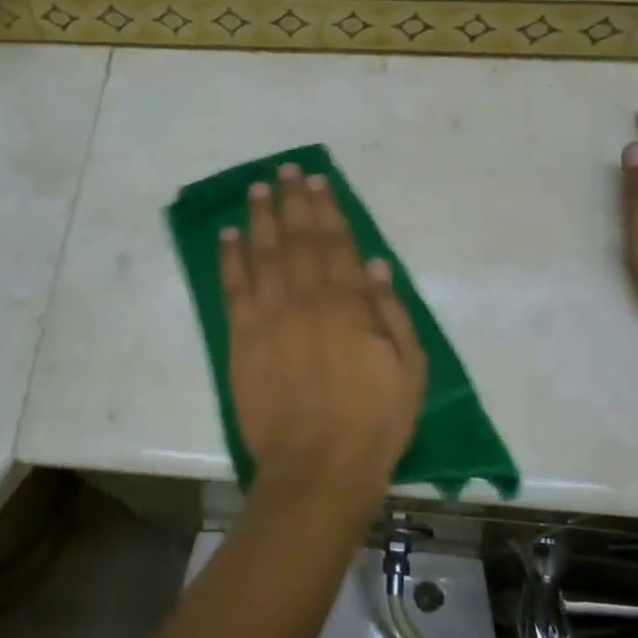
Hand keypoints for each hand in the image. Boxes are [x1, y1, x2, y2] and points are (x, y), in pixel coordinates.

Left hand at [221, 164, 427, 513]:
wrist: (317, 467)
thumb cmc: (373, 422)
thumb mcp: (408, 369)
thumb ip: (391, 313)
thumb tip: (375, 267)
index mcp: (349, 303)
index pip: (336, 243)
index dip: (326, 209)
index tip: (317, 182)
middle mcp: (307, 298)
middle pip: (297, 238)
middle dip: (291, 201)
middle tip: (284, 171)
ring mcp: (270, 316)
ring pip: (262, 253)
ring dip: (259, 217)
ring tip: (257, 189)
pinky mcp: (242, 338)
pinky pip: (234, 288)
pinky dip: (230, 258)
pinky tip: (228, 236)